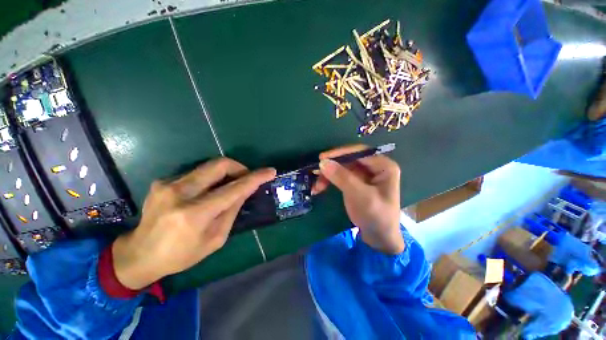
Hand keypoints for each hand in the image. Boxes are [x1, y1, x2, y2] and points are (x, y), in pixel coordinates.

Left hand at [112, 158, 275, 289]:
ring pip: (208, 166)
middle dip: (239, 167)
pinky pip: (196, 173)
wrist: (138, 254)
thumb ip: (232, 210)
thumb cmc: (181, 254)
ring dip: (225, 173)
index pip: (234, 189)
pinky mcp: (162, 181)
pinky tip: (207, 192)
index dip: (255, 178)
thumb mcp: (215, 238)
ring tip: (229, 186)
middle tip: (246, 177)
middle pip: (219, 165)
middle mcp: (179, 193)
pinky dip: (210, 179)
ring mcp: (167, 184)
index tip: (270, 171)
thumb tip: (246, 190)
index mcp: (194, 214)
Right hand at [311, 145, 403, 253]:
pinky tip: (320, 187)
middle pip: (349, 160)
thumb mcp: (360, 196)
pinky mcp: (355, 183)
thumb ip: (342, 177)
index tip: (322, 158)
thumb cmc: (376, 216)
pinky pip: (340, 176)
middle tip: (315, 172)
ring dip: (328, 175)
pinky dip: (329, 181)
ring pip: (342, 168)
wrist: (379, 238)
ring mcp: (363, 175)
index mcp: (383, 166)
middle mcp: (374, 167)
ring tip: (316, 186)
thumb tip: (323, 162)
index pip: (359, 152)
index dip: (340, 153)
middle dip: (331, 167)